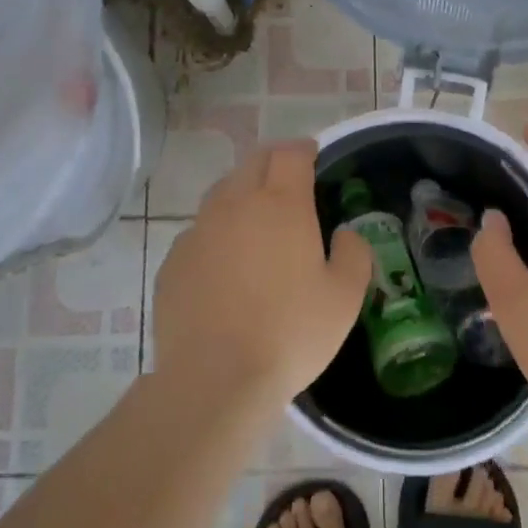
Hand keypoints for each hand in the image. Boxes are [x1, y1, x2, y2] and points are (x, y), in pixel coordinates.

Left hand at [152, 139, 370, 412]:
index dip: (304, 148)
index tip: (313, 156)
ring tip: (255, 216)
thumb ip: (353, 255)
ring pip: (221, 192)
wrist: (214, 379)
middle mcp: (236, 204)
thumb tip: (344, 234)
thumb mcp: (344, 298)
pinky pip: (198, 231)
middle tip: (288, 178)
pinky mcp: (173, 260)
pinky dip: (216, 233)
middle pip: (252, 162)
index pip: (290, 153)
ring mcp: (199, 231)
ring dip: (242, 192)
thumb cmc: (290, 334)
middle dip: (273, 161)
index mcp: (281, 204)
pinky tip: (224, 263)